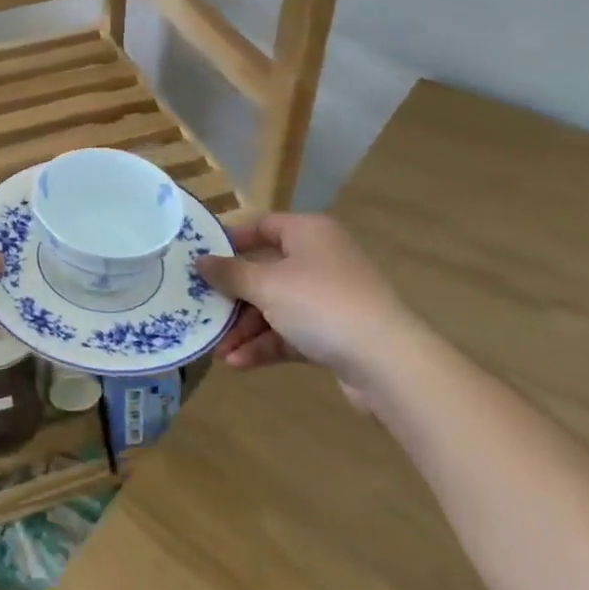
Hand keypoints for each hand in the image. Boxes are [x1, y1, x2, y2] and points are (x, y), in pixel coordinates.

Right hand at [198, 213, 428, 405]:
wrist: (388, 363)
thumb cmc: (321, 304)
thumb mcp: (266, 285)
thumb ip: (230, 273)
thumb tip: (200, 260)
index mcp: (309, 232)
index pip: (263, 225)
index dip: (231, 241)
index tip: (201, 259)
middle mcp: (320, 258)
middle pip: (265, 271)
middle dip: (233, 298)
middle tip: (203, 311)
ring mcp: (330, 298)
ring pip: (276, 306)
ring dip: (246, 328)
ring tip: (218, 350)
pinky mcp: (335, 334)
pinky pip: (291, 332)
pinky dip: (266, 345)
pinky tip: (239, 363)